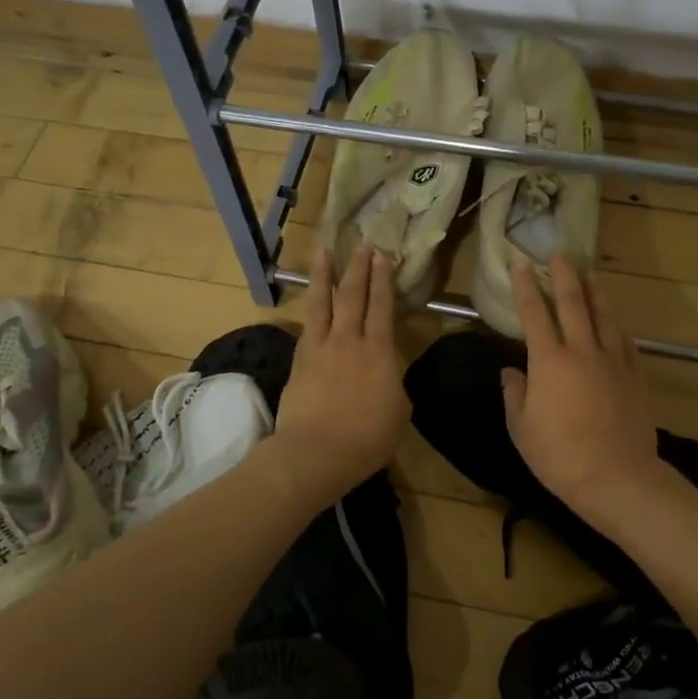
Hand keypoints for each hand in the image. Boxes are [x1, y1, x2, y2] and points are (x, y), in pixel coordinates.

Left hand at [269, 247, 410, 504]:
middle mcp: (349, 340)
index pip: (382, 307)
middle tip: (361, 246)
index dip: (383, 280)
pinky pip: (307, 324)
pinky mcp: (299, 360)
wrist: (316, 452)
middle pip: (352, 296)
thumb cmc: (367, 438)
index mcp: (379, 352)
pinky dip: (310, 307)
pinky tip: (311, 300)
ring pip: (322, 302)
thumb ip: (393, 384)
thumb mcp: (399, 411)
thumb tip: (387, 375)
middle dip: (358, 269)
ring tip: (324, 252)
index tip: (382, 257)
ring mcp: (320, 347)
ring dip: (325, 275)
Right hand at [502, 253, 668, 525]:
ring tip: (589, 272)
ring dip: (594, 290)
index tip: (520, 261)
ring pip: (604, 315)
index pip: (534, 313)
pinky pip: (624, 340)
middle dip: (563, 274)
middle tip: (559, 251)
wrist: (617, 478)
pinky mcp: (635, 376)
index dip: (525, 285)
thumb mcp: (522, 429)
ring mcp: (613, 361)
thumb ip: (515, 395)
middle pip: (573, 303)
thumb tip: (512, 372)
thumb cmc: (560, 456)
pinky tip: (613, 318)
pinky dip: (616, 323)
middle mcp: (582, 351)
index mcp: (549, 362)